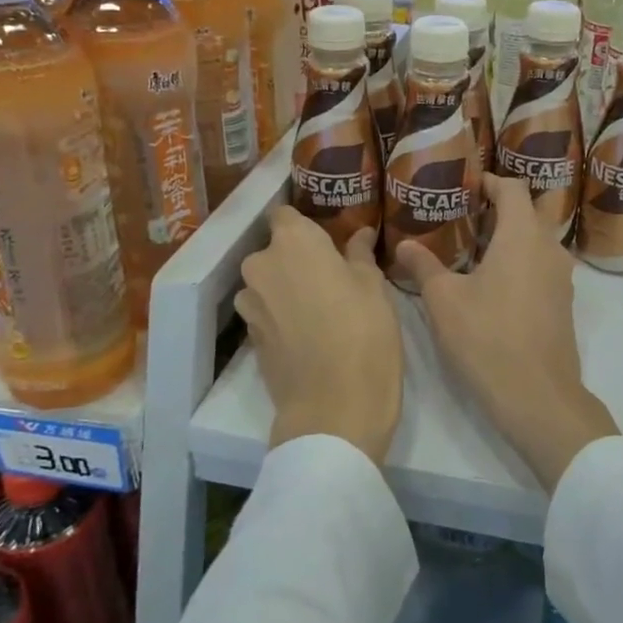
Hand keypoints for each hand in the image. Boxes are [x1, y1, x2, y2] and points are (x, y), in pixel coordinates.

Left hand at [236, 208, 403, 464]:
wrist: (334, 408)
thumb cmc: (364, 333)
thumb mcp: (373, 287)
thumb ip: (359, 255)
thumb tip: (358, 234)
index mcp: (293, 242)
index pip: (285, 214)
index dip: (305, 224)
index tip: (327, 236)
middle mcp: (261, 265)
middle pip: (276, 251)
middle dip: (298, 258)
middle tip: (333, 275)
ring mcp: (250, 303)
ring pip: (269, 283)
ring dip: (288, 288)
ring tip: (322, 307)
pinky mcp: (249, 337)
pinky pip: (267, 312)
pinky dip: (283, 315)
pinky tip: (310, 332)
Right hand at [397, 175, 617, 491]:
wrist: (537, 396)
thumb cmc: (488, 339)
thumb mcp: (444, 301)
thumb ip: (424, 266)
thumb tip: (402, 245)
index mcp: (523, 236)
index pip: (512, 189)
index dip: (490, 181)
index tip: (467, 185)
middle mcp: (549, 248)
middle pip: (532, 210)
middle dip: (504, 205)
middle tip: (469, 213)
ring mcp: (562, 277)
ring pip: (541, 239)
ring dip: (515, 234)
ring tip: (478, 245)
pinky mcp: (563, 302)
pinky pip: (544, 264)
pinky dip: (523, 259)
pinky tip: (496, 280)